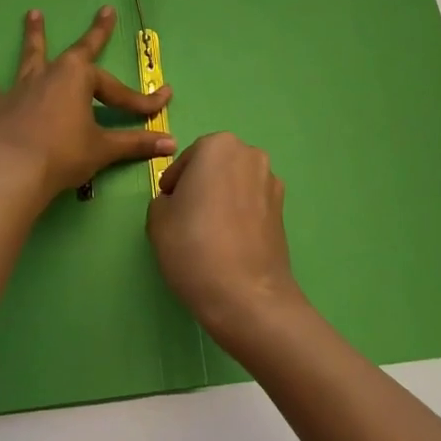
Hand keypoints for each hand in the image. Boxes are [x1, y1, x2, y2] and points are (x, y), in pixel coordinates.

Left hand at [0, 6, 174, 204]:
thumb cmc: (63, 156)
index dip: (141, 101)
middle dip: (96, 33)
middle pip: (78, 52)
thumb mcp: (103, 149)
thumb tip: (171, 143)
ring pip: (31, 56)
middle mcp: (51, 74)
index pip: (118, 91)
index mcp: (79, 79)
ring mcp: (21, 87)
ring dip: (34, 36)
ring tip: (32, 14)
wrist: (12, 173)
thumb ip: (136, 144)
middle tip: (104, 12)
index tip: (162, 104)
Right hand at [146, 132, 304, 344]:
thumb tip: (179, 202)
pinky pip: (252, 204)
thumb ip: (163, 199)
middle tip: (185, 217)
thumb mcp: (157, 218)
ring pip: (236, 184)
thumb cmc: (194, 246)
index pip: (187, 159)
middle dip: (200, 185)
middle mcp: (250, 155)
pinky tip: (228, 243)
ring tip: (208, 233)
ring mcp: (272, 183)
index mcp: (218, 146)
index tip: (167, 205)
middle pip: (215, 166)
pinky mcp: (283, 211)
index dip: (173, 183)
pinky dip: (239, 215)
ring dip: (222, 199)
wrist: (246, 295)